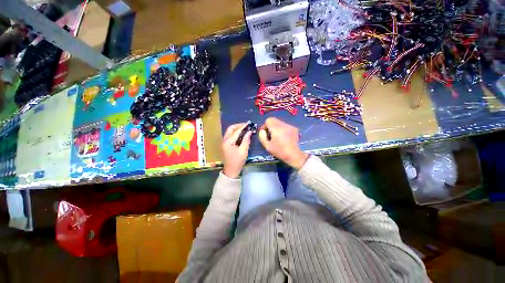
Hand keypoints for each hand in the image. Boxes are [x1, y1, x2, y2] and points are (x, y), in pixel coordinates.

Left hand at [222, 123, 251, 177]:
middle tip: (246, 125)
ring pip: (230, 131)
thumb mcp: (243, 151)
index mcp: (228, 142)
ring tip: (245, 128)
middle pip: (231, 128)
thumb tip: (249, 131)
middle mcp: (224, 140)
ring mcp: (224, 142)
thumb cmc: (237, 161)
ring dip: (237, 128)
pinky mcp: (226, 144)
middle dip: (238, 125)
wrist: (231, 170)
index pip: (236, 131)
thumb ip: (246, 140)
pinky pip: (230, 135)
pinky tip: (241, 134)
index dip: (243, 126)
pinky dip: (235, 132)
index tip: (249, 123)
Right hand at [258, 118, 308, 168]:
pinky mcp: (294, 129)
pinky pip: (285, 126)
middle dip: (270, 126)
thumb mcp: (267, 146)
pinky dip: (282, 129)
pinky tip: (283, 137)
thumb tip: (262, 131)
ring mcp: (290, 126)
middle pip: (274, 120)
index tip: (265, 133)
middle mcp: (284, 125)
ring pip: (279, 122)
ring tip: (277, 137)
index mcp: (277, 128)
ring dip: (276, 128)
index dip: (265, 125)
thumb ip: (262, 136)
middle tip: (270, 135)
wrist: (294, 155)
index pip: (268, 120)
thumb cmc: (279, 151)